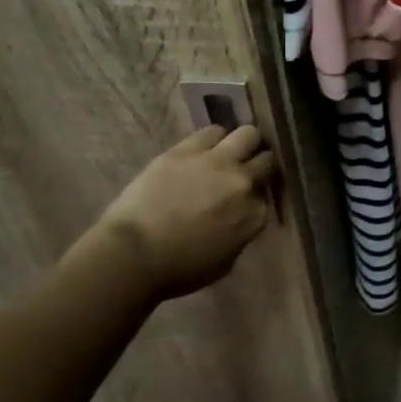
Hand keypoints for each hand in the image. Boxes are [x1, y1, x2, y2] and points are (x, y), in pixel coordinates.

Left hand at [91, 126, 276, 300]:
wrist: (132, 255)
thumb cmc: (177, 270)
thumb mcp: (224, 261)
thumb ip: (241, 233)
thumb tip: (239, 217)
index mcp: (254, 215)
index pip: (268, 194)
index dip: (257, 194)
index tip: (246, 199)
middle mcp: (243, 183)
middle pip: (266, 160)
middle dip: (258, 165)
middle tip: (244, 171)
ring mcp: (218, 162)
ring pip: (248, 134)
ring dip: (242, 144)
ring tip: (228, 153)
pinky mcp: (188, 150)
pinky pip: (213, 131)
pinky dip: (214, 139)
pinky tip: (205, 149)